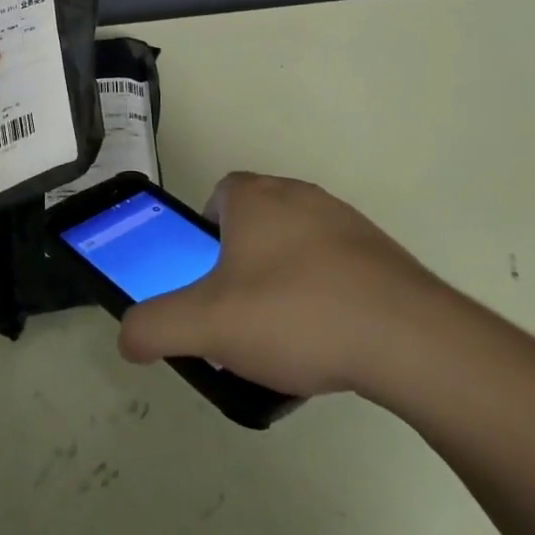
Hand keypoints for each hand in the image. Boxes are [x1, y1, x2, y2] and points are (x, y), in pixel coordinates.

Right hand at [117, 173, 440, 397]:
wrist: (407, 338)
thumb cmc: (295, 315)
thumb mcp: (207, 326)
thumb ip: (155, 327)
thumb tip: (126, 337)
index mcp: (256, 198)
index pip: (219, 194)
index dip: (206, 234)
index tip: (208, 280)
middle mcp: (301, 196)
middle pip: (257, 220)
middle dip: (242, 260)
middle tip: (239, 312)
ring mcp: (347, 222)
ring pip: (298, 244)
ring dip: (285, 279)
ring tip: (285, 335)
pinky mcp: (382, 254)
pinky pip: (337, 267)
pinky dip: (325, 294)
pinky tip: (330, 339)